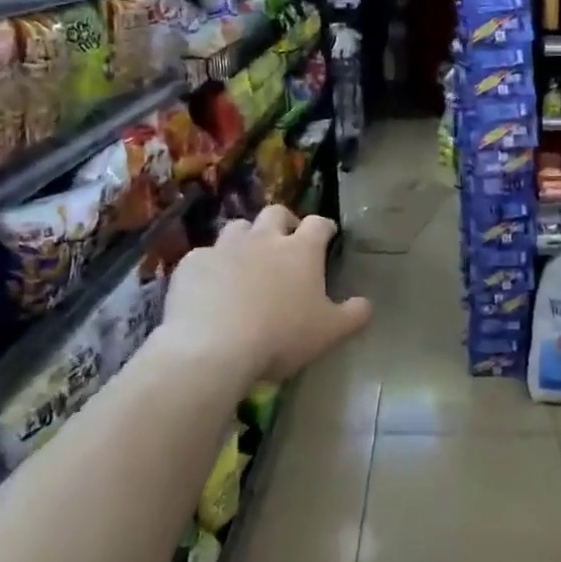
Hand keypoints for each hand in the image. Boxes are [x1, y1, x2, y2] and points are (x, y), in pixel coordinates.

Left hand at [160, 206, 371, 383]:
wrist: (214, 348)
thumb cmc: (281, 337)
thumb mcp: (329, 332)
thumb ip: (353, 315)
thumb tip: (367, 304)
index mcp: (301, 251)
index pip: (318, 224)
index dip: (324, 227)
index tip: (327, 236)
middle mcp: (264, 239)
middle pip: (276, 213)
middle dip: (283, 222)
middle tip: (286, 242)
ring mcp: (225, 247)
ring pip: (238, 227)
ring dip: (246, 238)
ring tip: (247, 260)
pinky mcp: (193, 263)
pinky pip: (205, 256)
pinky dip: (212, 266)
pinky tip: (210, 287)